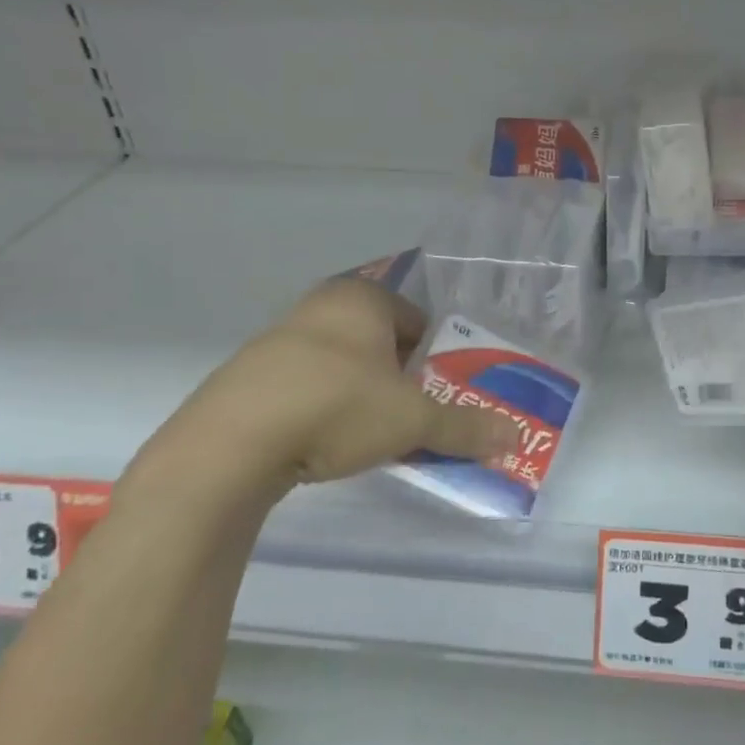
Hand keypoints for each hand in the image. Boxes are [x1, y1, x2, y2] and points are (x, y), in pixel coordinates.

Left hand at [132, 278, 519, 510]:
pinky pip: (305, 386)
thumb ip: (464, 426)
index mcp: (362, 298)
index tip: (439, 395)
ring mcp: (277, 339)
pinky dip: (322, 409)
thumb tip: (514, 435)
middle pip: (380, 343)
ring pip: (342, 365)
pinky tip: (322, 443)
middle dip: (400, 379)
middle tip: (411, 417)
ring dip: (361, 395)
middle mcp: (319, 306)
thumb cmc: (336, 407)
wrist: (230, 445)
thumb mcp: (412, 419)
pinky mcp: (247, 376)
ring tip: (368, 436)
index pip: (418, 320)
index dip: (436, 359)